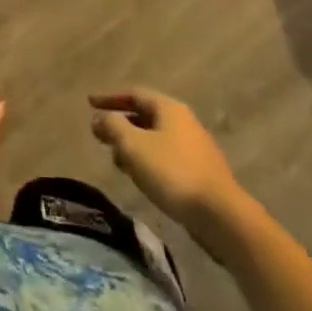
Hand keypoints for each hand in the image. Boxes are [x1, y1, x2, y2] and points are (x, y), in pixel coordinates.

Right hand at [89, 88, 248, 246]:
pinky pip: (167, 158)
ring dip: (134, 145)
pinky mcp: (201, 173)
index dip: (110, 98)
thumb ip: (113, 127)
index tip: (90, 103)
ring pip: (156, 139)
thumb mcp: (133, 146)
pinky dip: (148, 161)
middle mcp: (184, 122)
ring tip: (117, 160)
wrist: (222, 216)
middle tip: (100, 134)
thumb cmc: (173, 172)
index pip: (134, 93)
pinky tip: (141, 178)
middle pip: (146, 115)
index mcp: (169, 108)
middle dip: (121, 124)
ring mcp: (195, 148)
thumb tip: (99, 118)